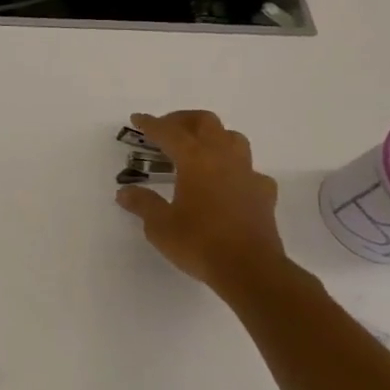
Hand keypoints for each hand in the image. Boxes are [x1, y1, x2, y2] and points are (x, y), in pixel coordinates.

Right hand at [117, 110, 287, 290]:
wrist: (250, 270)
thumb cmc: (199, 243)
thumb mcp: (160, 225)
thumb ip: (143, 204)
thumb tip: (125, 193)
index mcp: (195, 160)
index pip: (169, 132)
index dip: (151, 124)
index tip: (137, 119)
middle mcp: (223, 158)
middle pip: (206, 122)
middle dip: (183, 120)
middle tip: (166, 130)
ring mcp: (248, 174)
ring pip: (233, 138)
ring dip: (213, 137)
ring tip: (197, 150)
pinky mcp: (264, 194)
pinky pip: (250, 170)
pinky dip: (235, 169)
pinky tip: (227, 183)